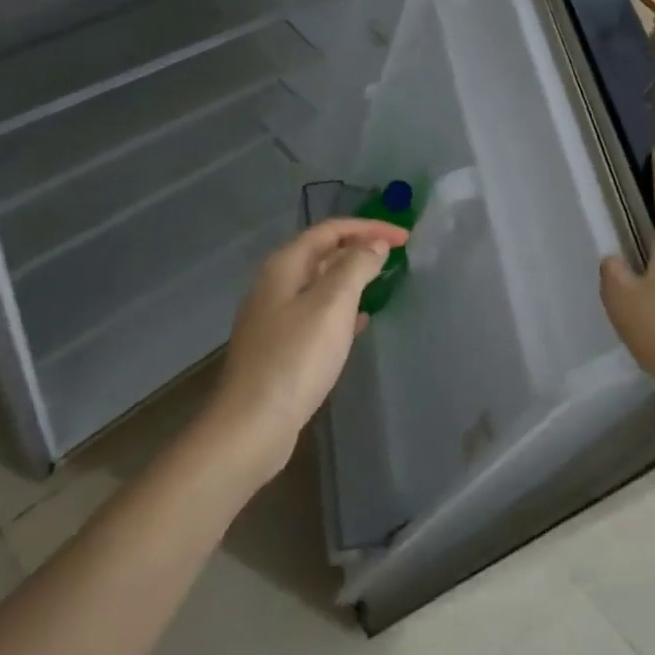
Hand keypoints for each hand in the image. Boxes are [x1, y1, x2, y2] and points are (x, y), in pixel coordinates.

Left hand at [209, 217, 407, 478]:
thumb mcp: (332, 305)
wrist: (251, 427)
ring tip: (383, 281)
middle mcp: (275, 285)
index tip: (404, 237)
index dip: (368, 228)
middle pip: (322, 252)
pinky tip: (360, 322)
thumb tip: (374, 244)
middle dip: (359, 247)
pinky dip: (342, 308)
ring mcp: (274, 318)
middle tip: (396, 254)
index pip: (330, 230)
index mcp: (284, 266)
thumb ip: (356, 267)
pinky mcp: (280, 348)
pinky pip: (317, 313)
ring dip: (352, 277)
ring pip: (320, 283)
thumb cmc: (295, 359)